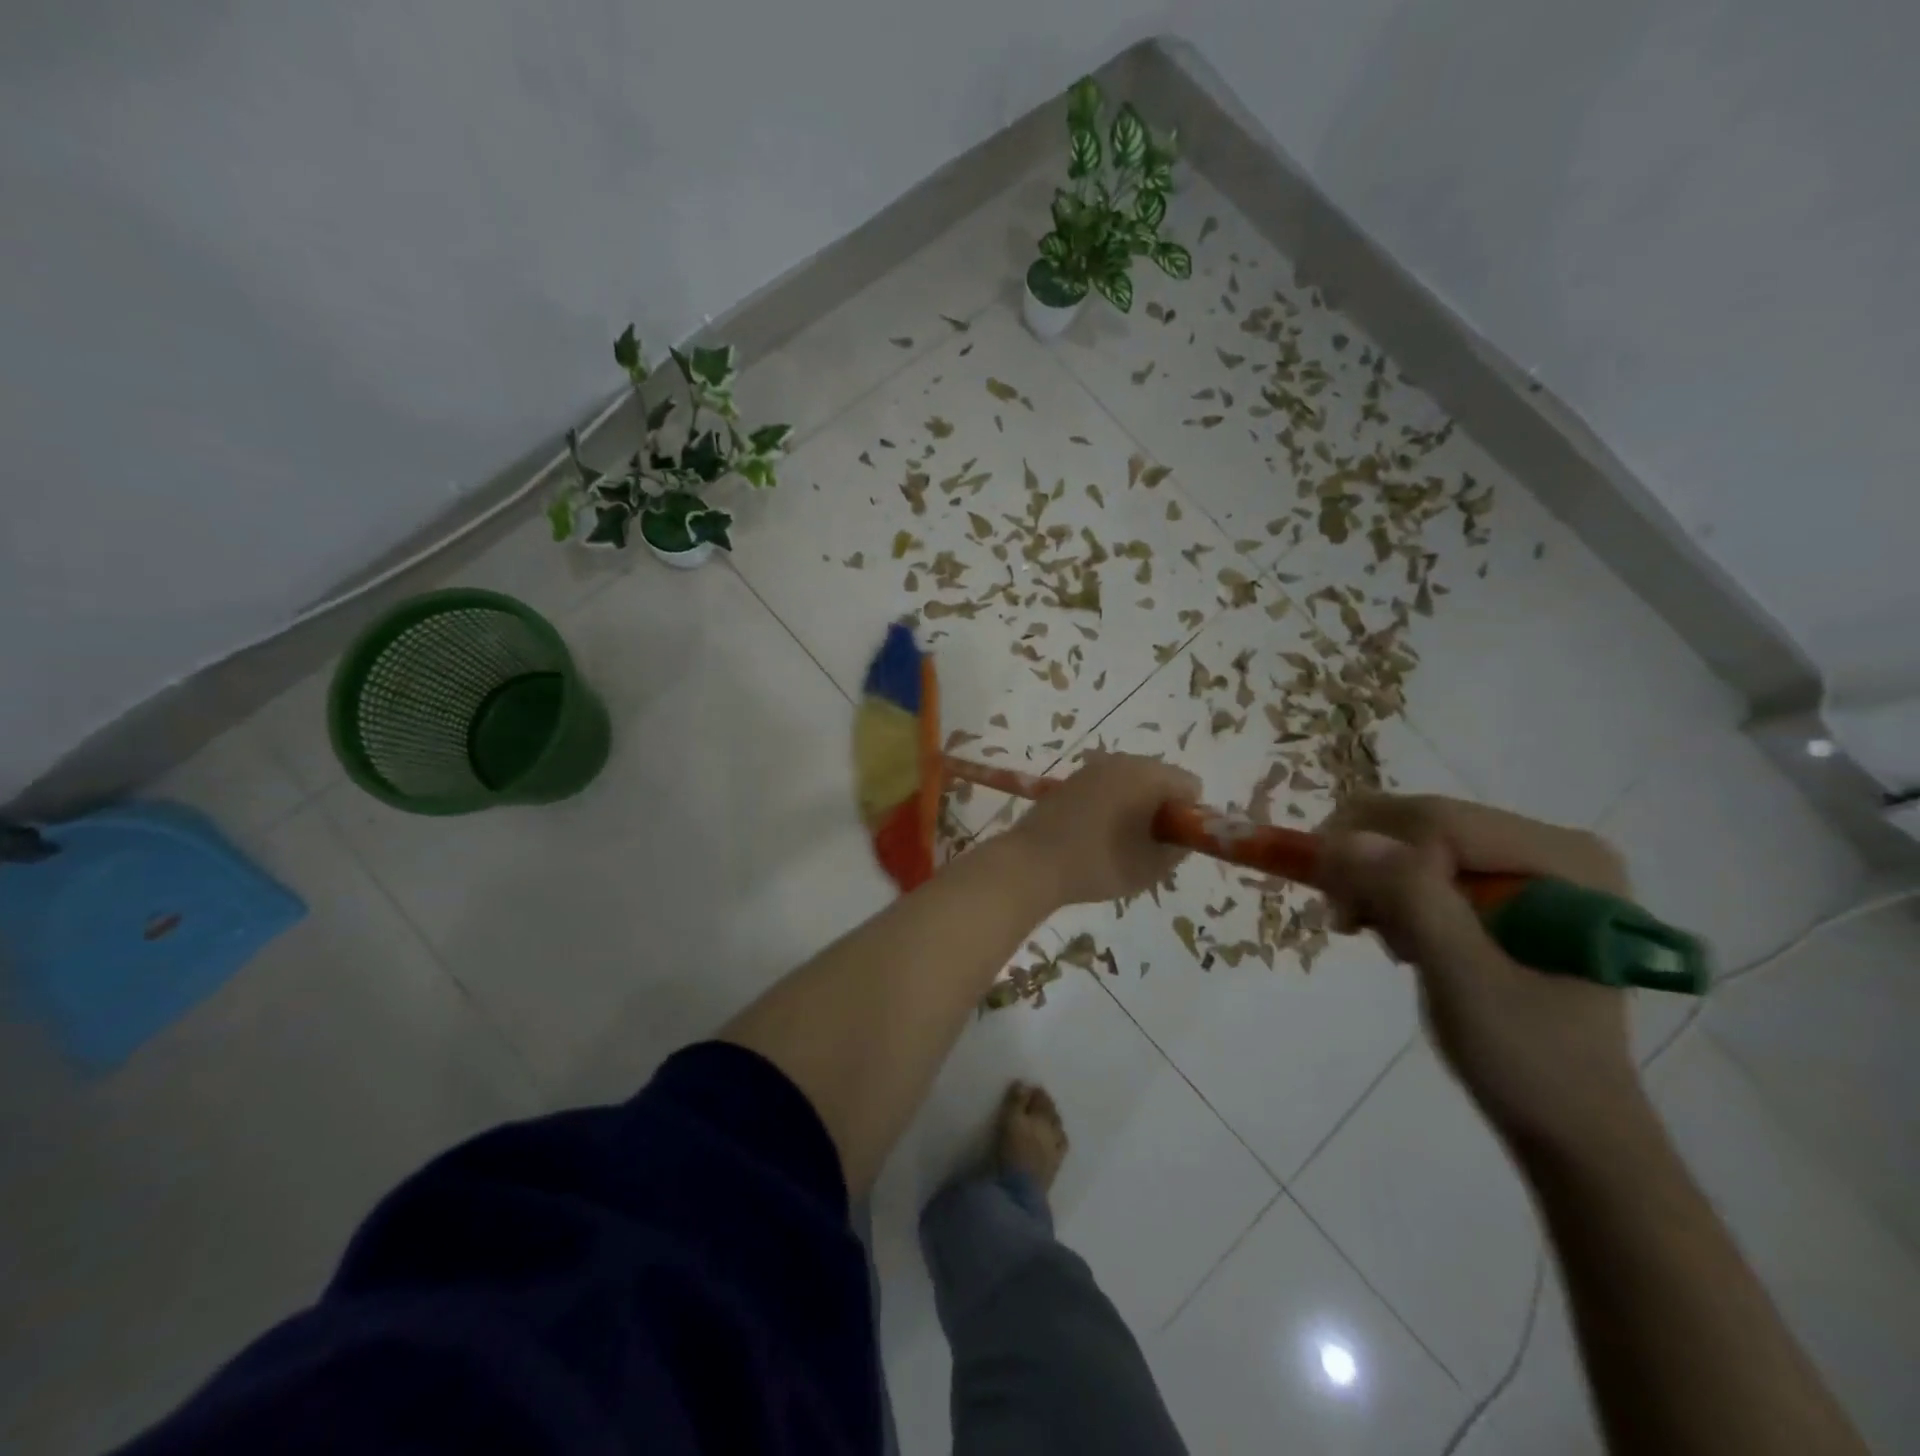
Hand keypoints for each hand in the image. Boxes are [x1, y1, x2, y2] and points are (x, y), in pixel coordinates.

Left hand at [1009, 752, 1199, 906]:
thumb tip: (1181, 838)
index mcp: (1148, 774)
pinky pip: (1106, 789)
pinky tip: (1095, 836)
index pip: (1190, 785)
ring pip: (1132, 784)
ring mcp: (1092, 768)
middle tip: (1147, 847)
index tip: (1171, 843)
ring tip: (1120, 844)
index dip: (1188, 816)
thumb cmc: (1099, 863)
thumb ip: (1178, 848)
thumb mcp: (1152, 866)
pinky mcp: (1070, 781)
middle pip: (1160, 780)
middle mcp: (1122, 760)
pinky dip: (1111, 807)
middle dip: (1162, 810)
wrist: (1032, 862)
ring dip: (1135, 809)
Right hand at [1317, 794, 1650, 1157]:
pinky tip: (1392, 930)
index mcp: (1566, 861)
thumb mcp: (1464, 980)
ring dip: (1373, 881)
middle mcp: (1553, 848)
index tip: (1343, 913)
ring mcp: (1530, 866)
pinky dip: (1389, 891)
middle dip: (1369, 865)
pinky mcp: (1506, 888)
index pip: (1441, 823)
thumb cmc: (1527, 1060)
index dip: (1377, 854)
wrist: (1568, 1125)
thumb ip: (1412, 900)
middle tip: (1343, 918)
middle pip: (1425, 823)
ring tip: (1368, 932)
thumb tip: (1343, 839)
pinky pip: (1421, 862)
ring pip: (1413, 839)